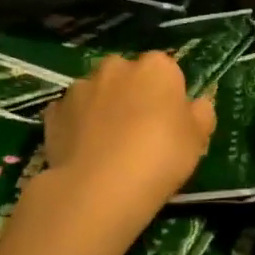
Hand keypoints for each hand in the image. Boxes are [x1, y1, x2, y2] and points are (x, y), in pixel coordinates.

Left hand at [42, 51, 215, 208]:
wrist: (99, 188)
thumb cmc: (160, 157)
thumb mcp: (198, 139)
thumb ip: (201, 114)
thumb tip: (198, 104)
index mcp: (156, 67)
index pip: (167, 71)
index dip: (169, 95)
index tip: (170, 122)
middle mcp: (116, 67)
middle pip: (128, 76)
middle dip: (132, 94)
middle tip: (140, 131)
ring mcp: (80, 88)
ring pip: (97, 92)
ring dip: (103, 108)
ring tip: (108, 145)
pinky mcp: (53, 112)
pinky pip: (71, 114)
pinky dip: (77, 126)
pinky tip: (84, 152)